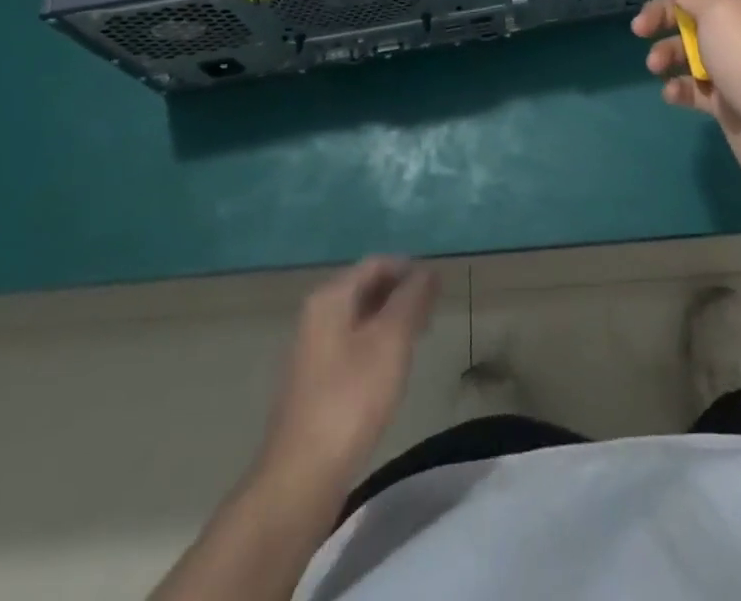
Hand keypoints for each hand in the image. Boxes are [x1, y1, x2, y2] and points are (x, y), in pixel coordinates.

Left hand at [258, 258, 438, 496]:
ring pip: (359, 318)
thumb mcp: (391, 340)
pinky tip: (392, 367)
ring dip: (390, 320)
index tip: (438, 288)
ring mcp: (312, 349)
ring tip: (419, 336)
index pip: (376, 264)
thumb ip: (412, 299)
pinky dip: (376, 344)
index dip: (409, 269)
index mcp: (331, 298)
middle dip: (401, 294)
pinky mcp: (314, 381)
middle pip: (365, 288)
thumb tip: (427, 270)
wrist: (303, 475)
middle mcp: (316, 315)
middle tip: (433, 312)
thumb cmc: (352, 398)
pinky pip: (351, 345)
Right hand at [632, 0, 740, 209]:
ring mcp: (737, 62)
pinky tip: (673, 92)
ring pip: (691, 48)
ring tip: (655, 66)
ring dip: (668, 53)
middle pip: (694, 9)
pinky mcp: (729, 97)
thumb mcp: (718, 12)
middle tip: (639, 29)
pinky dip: (681, 86)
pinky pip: (697, 85)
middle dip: (664, 16)